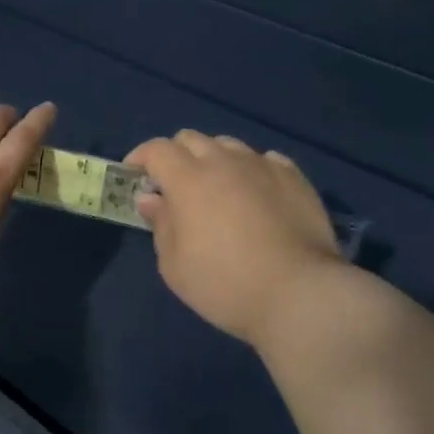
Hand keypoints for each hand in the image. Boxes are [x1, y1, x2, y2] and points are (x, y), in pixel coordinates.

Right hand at [126, 131, 345, 345]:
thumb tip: (151, 198)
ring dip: (213, 159)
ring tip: (216, 188)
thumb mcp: (175, 265)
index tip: (134, 176)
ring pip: (229, 145)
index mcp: (188, 179)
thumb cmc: (225, 284)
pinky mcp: (295, 177)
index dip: (140, 157)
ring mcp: (263, 165)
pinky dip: (250, 170)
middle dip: (175, 156)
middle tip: (173, 186)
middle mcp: (224, 161)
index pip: (157, 149)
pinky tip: (255, 193)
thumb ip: (160, 224)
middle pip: (191, 139)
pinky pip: (265, 159)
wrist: (300, 294)